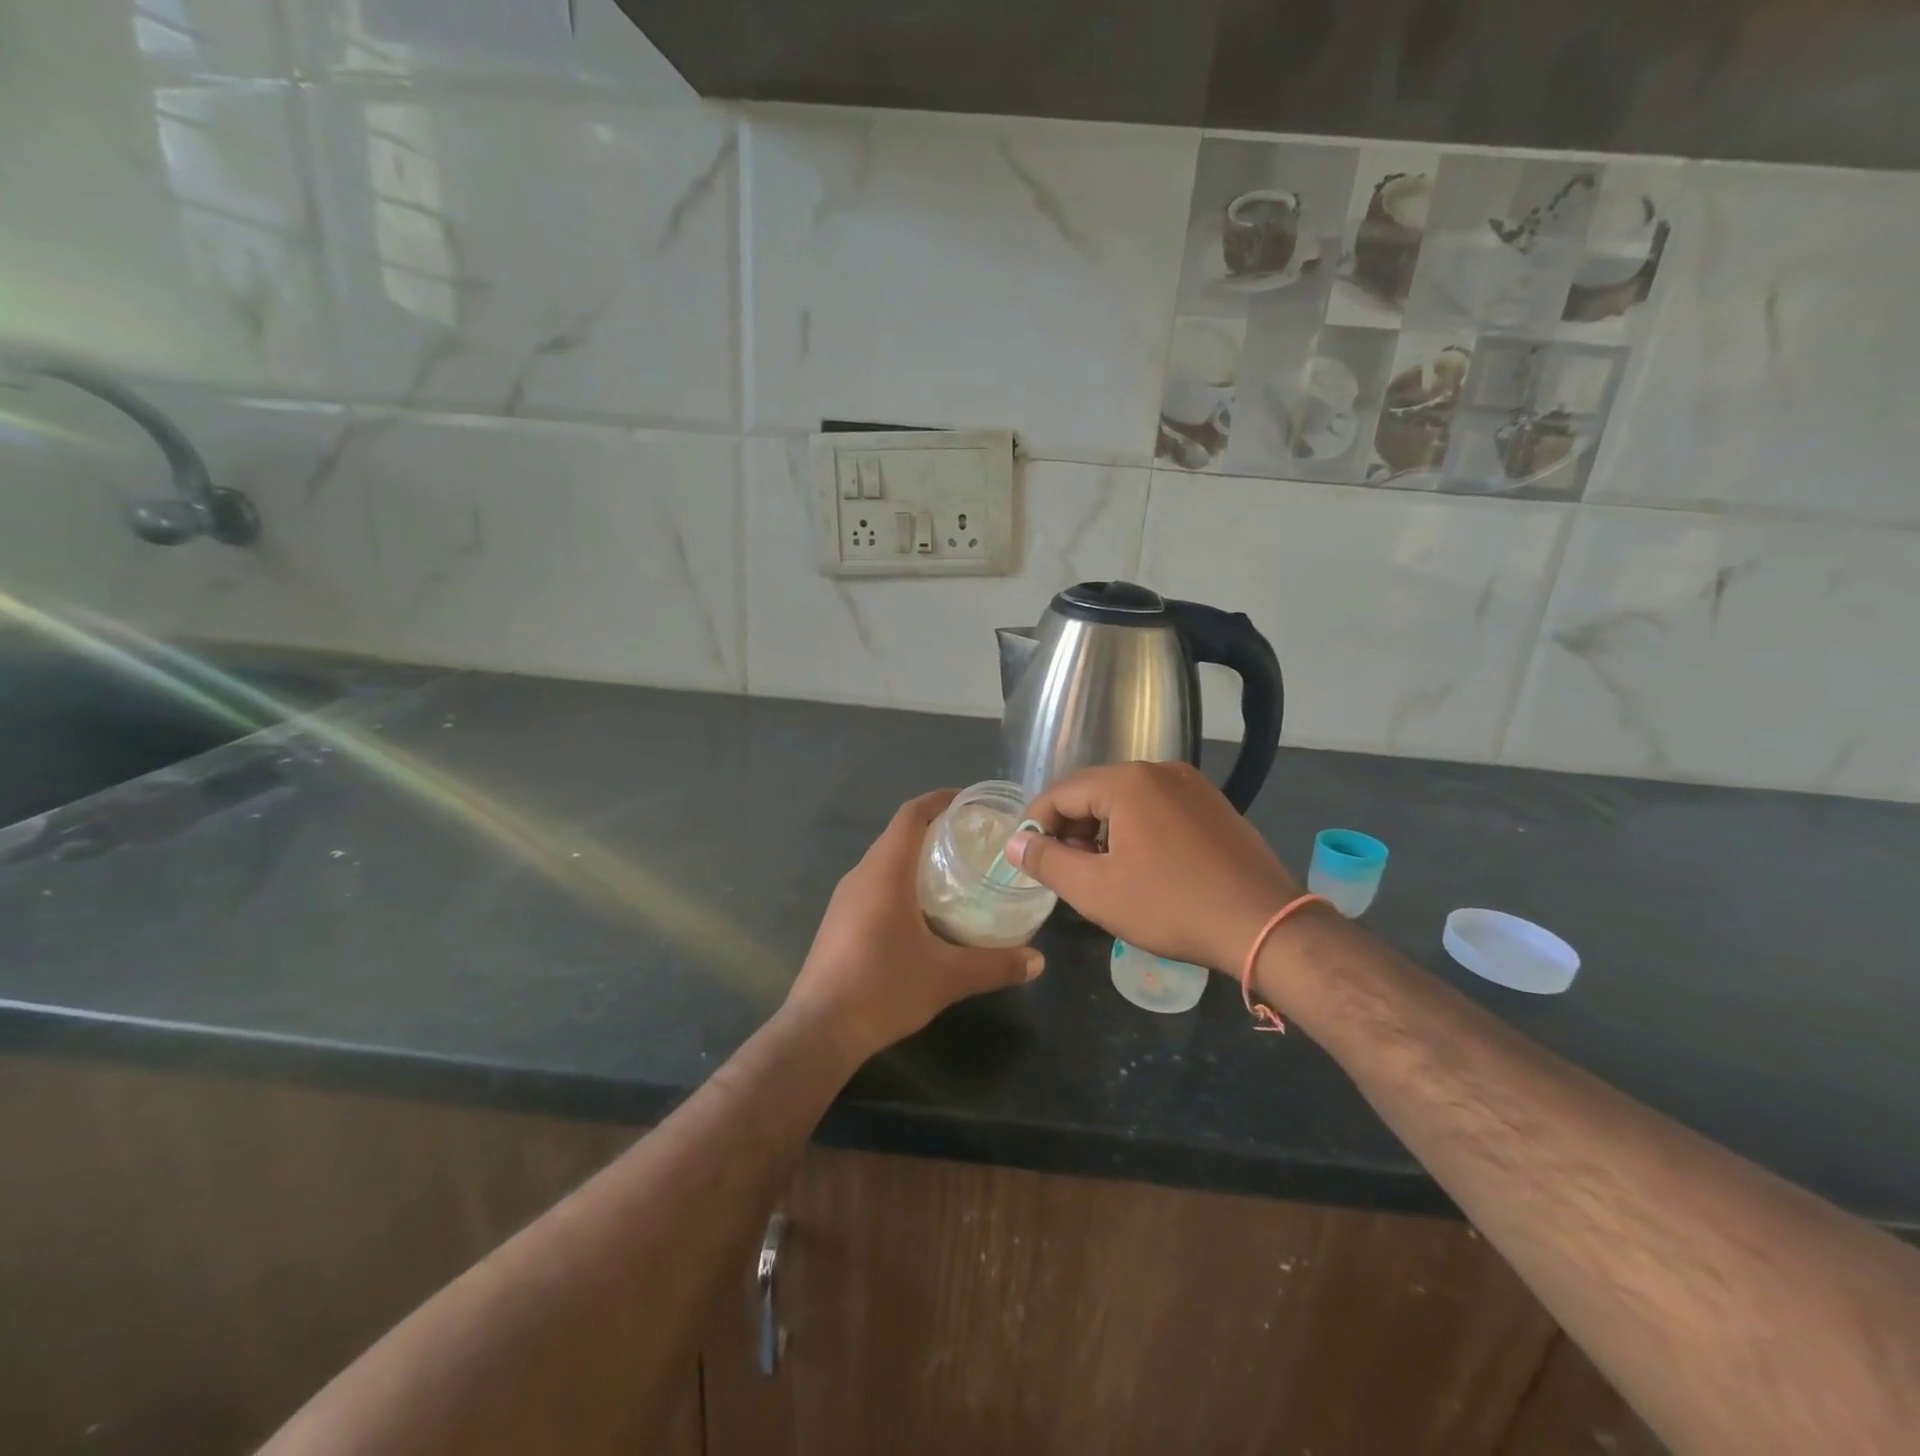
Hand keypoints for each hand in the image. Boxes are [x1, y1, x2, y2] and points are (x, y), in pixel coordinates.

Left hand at [786, 790, 1043, 1062]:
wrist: (819, 1030)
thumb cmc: (883, 988)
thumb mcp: (947, 977)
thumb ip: (995, 965)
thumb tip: (1038, 961)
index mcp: (885, 872)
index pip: (911, 814)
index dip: (940, 800)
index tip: (971, 802)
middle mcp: (860, 875)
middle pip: (899, 835)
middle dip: (935, 830)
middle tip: (974, 842)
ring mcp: (844, 899)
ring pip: (884, 861)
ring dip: (917, 858)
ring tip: (955, 874)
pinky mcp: (838, 921)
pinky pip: (874, 884)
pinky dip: (901, 882)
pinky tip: (924, 913)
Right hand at [1007, 761, 1300, 972]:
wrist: (1264, 924)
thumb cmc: (1171, 906)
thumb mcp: (1096, 890)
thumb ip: (1047, 861)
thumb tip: (1016, 843)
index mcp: (1127, 781)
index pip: (1061, 793)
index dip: (1036, 825)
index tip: (1029, 859)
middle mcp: (1160, 770)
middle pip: (1094, 792)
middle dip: (1071, 829)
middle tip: (1066, 871)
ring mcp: (1192, 785)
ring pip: (1127, 801)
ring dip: (1103, 831)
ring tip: (1102, 873)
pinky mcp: (1213, 805)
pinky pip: (1158, 808)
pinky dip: (1137, 831)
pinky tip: (1142, 867)